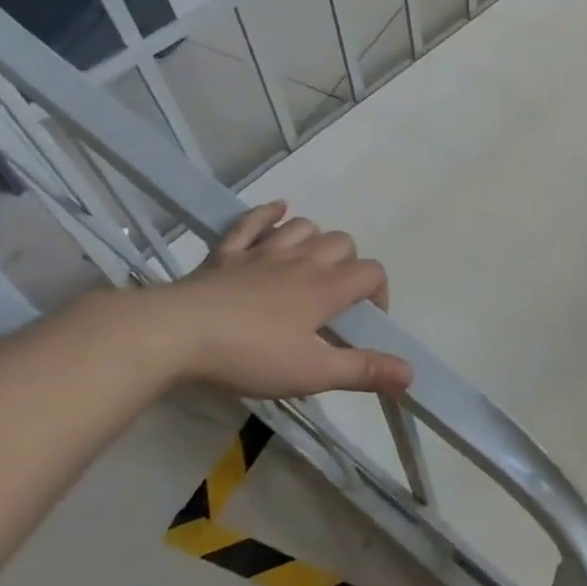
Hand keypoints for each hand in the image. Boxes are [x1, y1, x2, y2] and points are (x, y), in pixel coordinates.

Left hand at [151, 202, 412, 399]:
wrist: (174, 334)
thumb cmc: (250, 355)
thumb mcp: (313, 373)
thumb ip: (364, 371)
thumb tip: (412, 373)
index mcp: (327, 288)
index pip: (372, 273)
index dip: (379, 293)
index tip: (364, 322)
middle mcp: (301, 261)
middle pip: (342, 243)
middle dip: (349, 264)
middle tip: (335, 299)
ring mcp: (261, 253)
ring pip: (303, 227)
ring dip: (314, 240)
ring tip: (310, 265)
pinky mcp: (226, 254)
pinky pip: (251, 222)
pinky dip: (269, 214)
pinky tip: (278, 212)